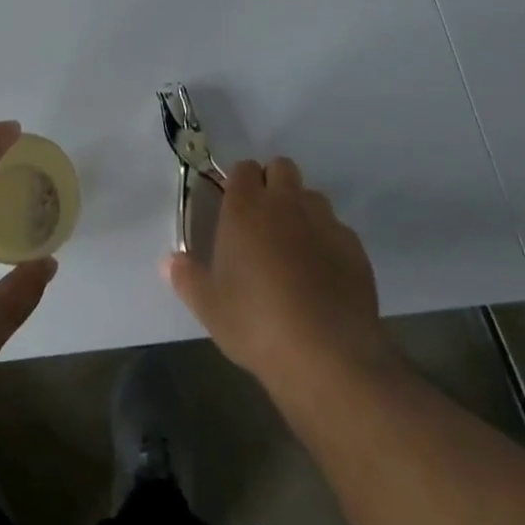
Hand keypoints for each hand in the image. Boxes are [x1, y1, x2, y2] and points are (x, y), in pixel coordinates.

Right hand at [165, 157, 396, 398]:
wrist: (328, 356)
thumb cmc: (256, 324)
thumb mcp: (209, 307)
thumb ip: (187, 278)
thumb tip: (169, 262)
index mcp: (245, 207)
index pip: (243, 168)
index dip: (239, 183)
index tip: (235, 208)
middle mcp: (285, 203)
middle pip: (281, 168)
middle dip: (273, 184)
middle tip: (264, 222)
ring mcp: (324, 223)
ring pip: (312, 197)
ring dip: (302, 211)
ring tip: (295, 248)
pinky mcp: (355, 249)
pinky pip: (338, 231)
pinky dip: (329, 242)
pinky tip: (324, 276)